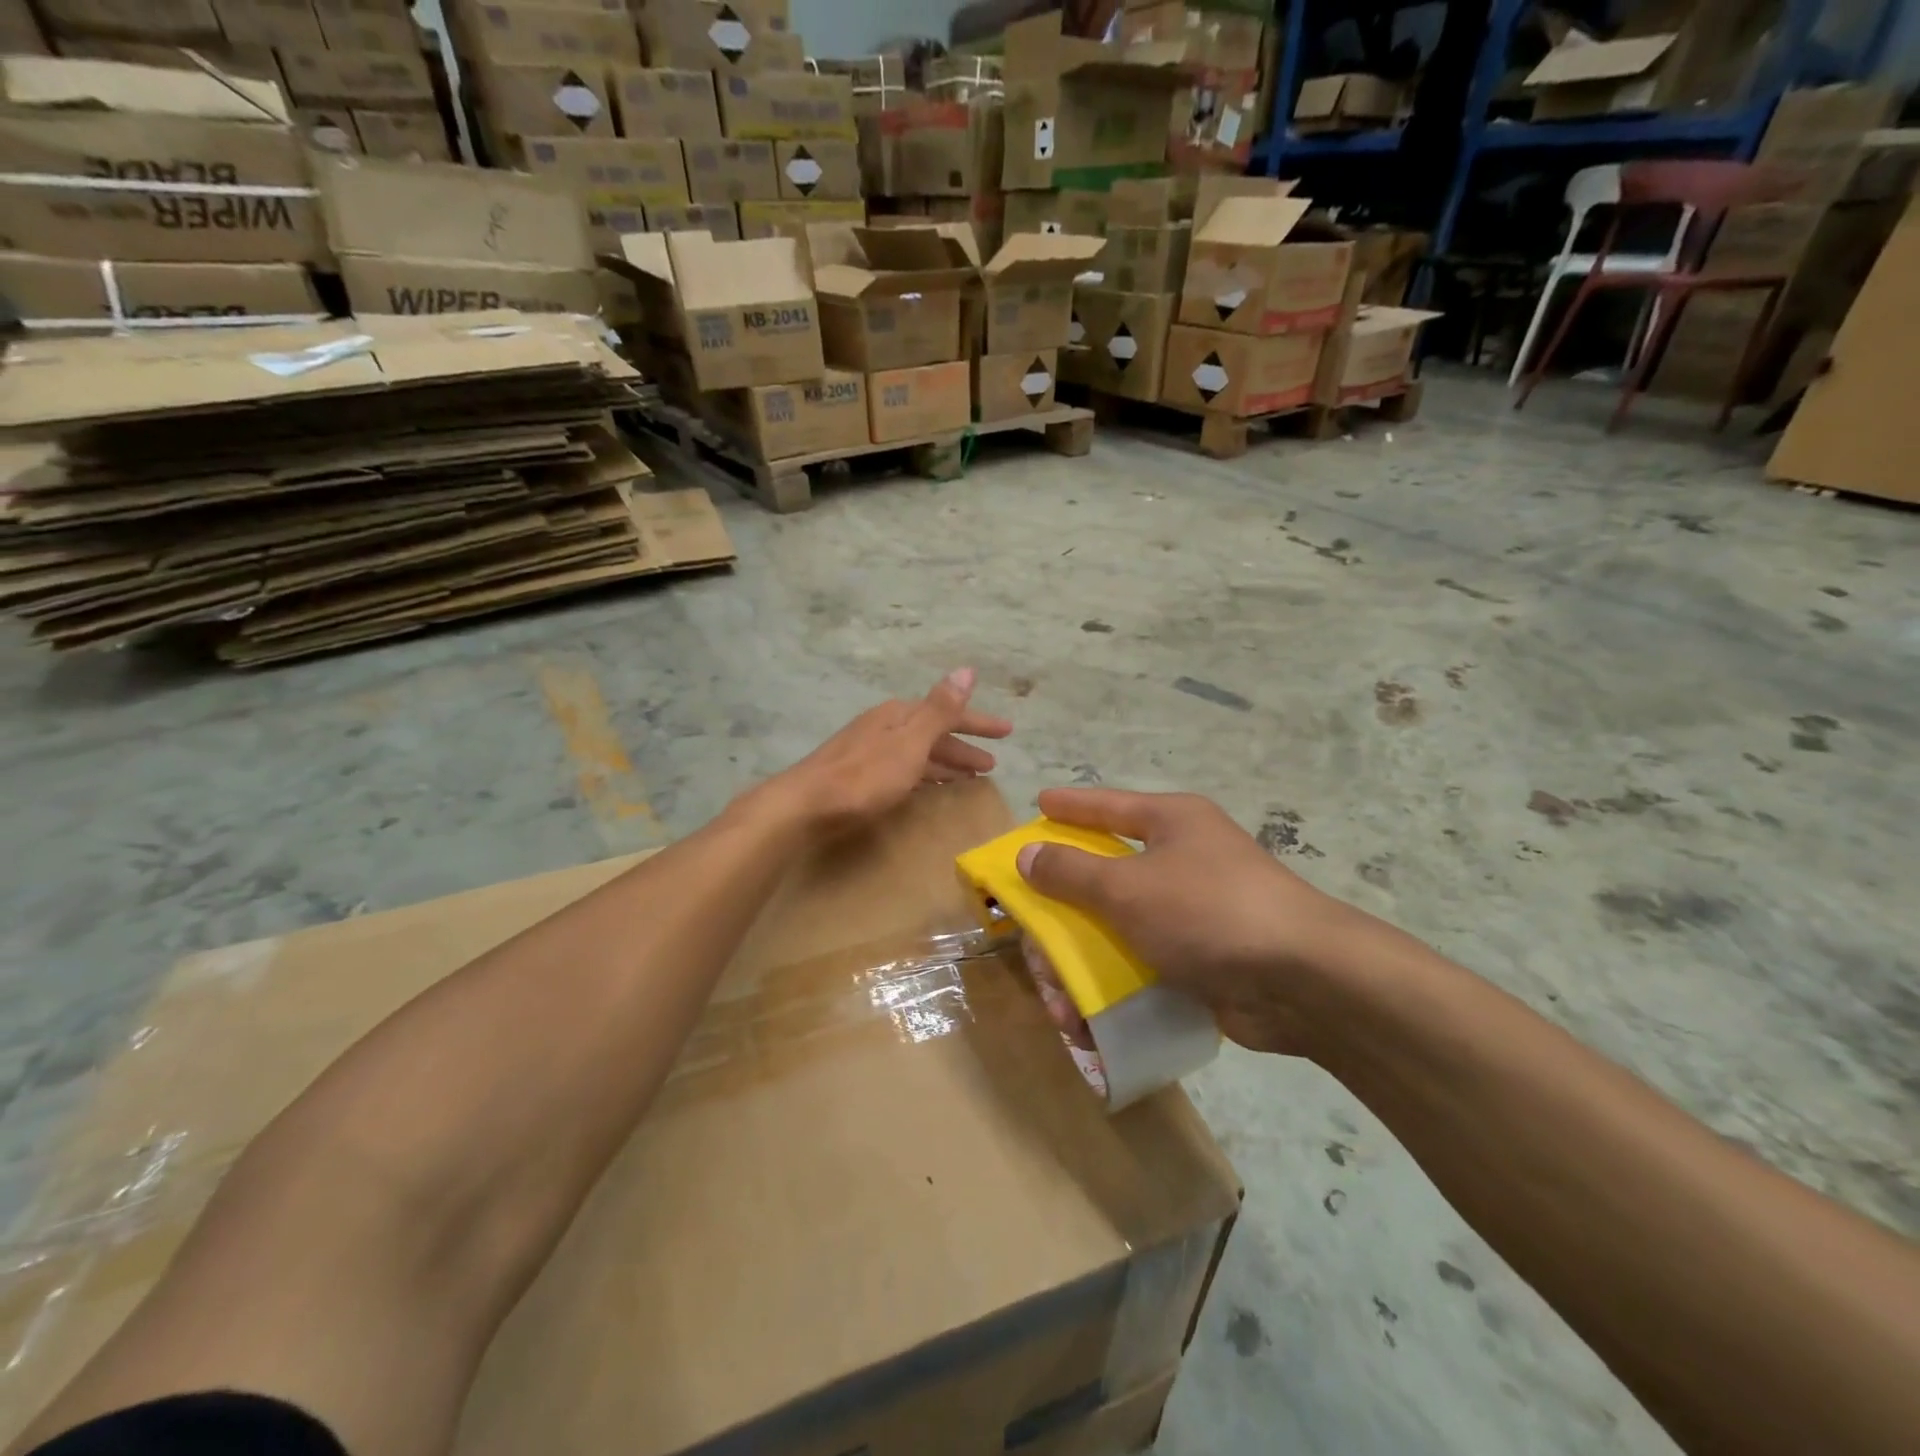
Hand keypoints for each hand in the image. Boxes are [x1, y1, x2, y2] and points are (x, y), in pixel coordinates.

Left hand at [763, 668, 1012, 836]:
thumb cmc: (864, 776)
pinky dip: (925, 775)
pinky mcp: (860, 774)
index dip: (979, 723)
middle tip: (992, 764)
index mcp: (899, 715)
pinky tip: (930, 788)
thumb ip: (940, 709)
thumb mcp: (909, 742)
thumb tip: (967, 669)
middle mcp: (885, 725)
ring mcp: (870, 749)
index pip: (949, 714)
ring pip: (919, 752)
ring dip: (946, 762)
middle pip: (934, 733)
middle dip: (964, 746)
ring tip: (971, 777)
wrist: (805, 805)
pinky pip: (905, 768)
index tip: (1008, 732)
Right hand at [1016, 788, 1381, 1054]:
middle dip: (1061, 915)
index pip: (1107, 806)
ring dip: (1080, 965)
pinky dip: (1112, 987)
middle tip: (1031, 939)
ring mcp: (1190, 910)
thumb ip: (1071, 872)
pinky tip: (1088, 1019)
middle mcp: (1180, 859)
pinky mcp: (1198, 957)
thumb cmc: (1208, 911)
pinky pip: (1139, 963)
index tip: (1038, 802)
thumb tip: (1028, 854)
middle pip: (1102, 876)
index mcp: (1169, 823)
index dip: (1069, 806)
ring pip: (1116, 928)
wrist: (1303, 981)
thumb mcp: (1128, 887)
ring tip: (1060, 1004)